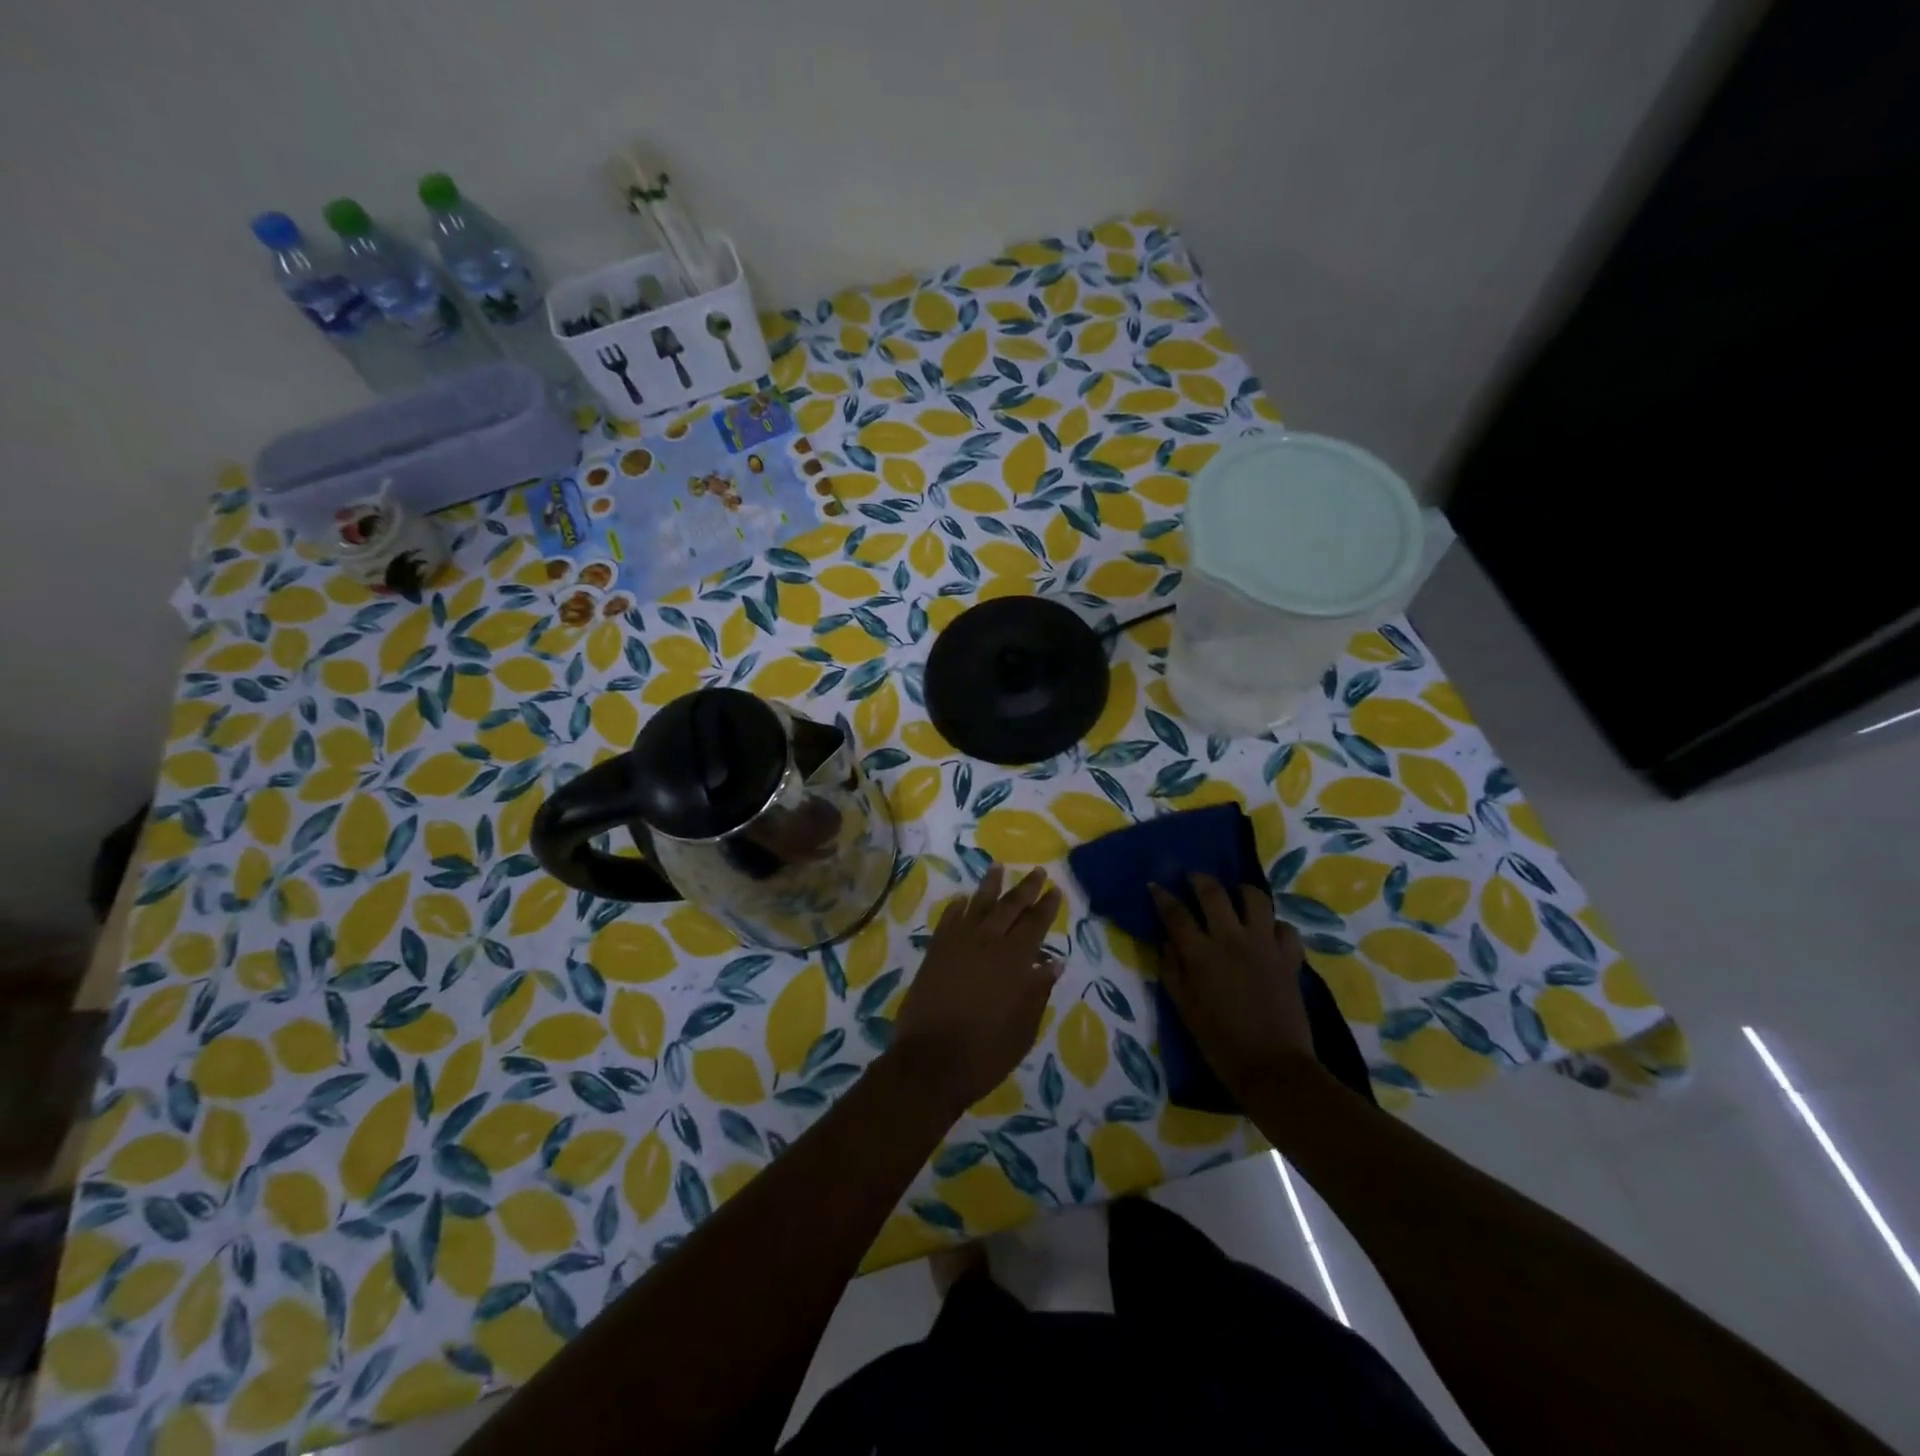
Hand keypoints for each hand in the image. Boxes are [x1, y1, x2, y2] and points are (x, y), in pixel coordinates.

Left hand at [891, 865, 1062, 1111]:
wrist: (931, 1062)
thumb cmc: (986, 1052)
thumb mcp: (1023, 1029)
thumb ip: (1037, 992)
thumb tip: (1052, 964)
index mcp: (1014, 961)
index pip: (1035, 923)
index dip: (1046, 905)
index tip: (1055, 888)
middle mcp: (987, 943)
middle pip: (1009, 907)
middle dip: (1025, 888)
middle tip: (1036, 871)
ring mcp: (957, 944)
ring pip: (977, 905)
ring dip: (990, 885)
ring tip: (997, 867)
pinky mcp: (934, 952)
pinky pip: (948, 920)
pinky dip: (957, 907)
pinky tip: (962, 899)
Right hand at [1151, 876, 1312, 1094]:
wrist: (1272, 1067)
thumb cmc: (1219, 1041)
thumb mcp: (1184, 1007)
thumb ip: (1173, 970)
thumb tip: (1168, 942)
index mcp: (1200, 953)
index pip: (1175, 913)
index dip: (1162, 896)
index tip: (1155, 885)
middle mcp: (1231, 939)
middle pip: (1214, 893)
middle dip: (1200, 879)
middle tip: (1194, 878)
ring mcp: (1264, 945)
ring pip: (1256, 899)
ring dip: (1242, 891)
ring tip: (1235, 895)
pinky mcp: (1289, 958)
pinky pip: (1286, 928)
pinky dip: (1276, 926)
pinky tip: (1268, 933)